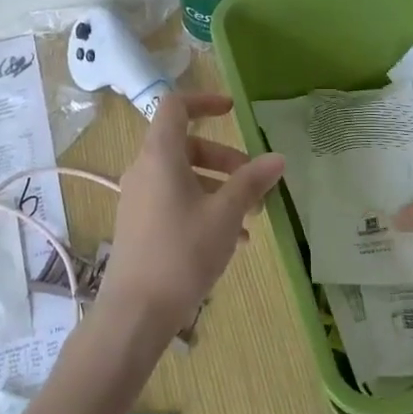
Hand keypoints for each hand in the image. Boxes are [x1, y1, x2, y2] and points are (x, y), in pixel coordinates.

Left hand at [98, 93, 284, 337]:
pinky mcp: (140, 225)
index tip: (233, 110)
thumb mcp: (225, 215)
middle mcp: (144, 170)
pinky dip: (204, 207)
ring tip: (252, 217)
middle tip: (255, 181)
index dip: (204, 100)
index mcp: (160, 156)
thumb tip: (277, 158)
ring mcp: (139, 199)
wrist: (135, 313)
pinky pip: (175, 201)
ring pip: (184, 177)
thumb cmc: (182, 253)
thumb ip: (251, 182)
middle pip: (187, 145)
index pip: (175, 106)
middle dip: (225, 158)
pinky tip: (233, 240)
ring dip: (220, 187)